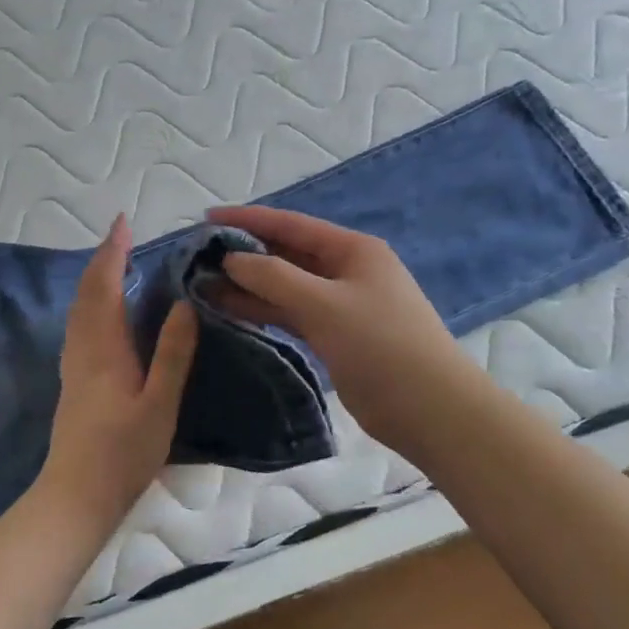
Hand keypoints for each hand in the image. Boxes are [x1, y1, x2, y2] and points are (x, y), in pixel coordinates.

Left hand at [35, 215, 198, 531]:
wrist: (76, 495)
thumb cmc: (124, 452)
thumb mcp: (159, 404)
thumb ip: (172, 354)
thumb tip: (183, 305)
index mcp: (105, 348)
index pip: (106, 286)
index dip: (114, 252)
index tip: (124, 223)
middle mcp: (83, 347)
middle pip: (88, 292)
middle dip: (103, 259)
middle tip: (122, 235)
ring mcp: (74, 364)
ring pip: (79, 308)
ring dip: (95, 279)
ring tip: (116, 264)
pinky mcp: (73, 380)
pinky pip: (79, 324)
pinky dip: (91, 302)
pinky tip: (104, 313)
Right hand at [206, 204, 484, 453]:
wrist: (430, 410)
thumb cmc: (382, 346)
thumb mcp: (324, 304)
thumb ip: (274, 278)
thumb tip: (231, 258)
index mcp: (352, 250)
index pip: (290, 225)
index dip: (247, 219)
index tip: (206, 219)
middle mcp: (345, 270)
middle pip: (286, 254)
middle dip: (244, 254)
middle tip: (198, 257)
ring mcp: (340, 304)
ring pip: (285, 286)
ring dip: (248, 285)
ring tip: (203, 284)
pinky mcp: (334, 335)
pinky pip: (290, 313)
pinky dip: (263, 310)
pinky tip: (230, 311)